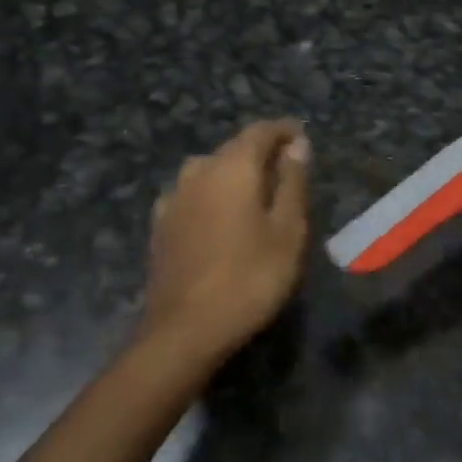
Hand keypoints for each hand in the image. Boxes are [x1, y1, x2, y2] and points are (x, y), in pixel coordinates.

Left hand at [142, 119, 311, 368]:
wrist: (185, 330)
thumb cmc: (249, 278)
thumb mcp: (288, 231)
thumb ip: (292, 182)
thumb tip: (297, 144)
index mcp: (232, 166)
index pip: (260, 131)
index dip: (283, 131)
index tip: (302, 138)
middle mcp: (199, 170)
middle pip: (233, 148)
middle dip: (261, 153)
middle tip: (286, 172)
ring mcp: (174, 196)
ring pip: (209, 170)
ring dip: (233, 174)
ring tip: (254, 195)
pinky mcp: (160, 223)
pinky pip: (191, 194)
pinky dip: (210, 195)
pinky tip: (217, 217)